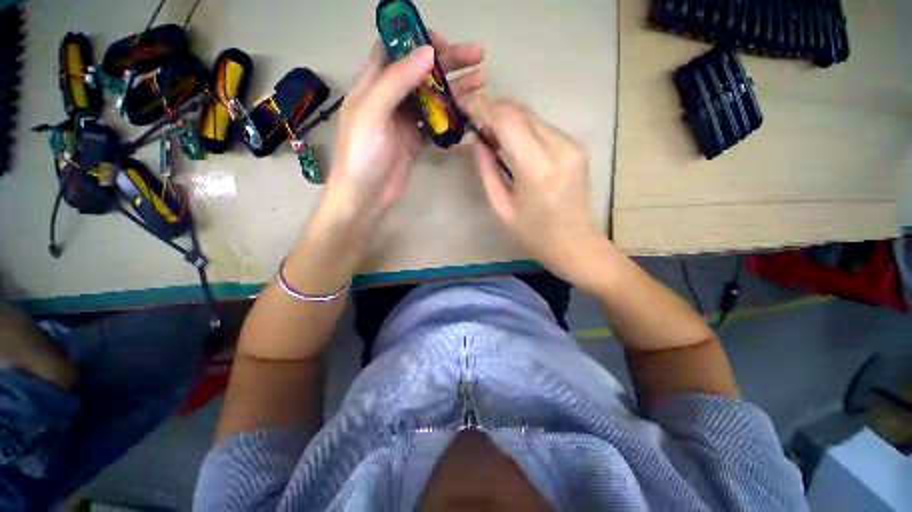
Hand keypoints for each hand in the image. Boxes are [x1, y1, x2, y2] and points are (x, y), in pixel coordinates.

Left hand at [317, 33, 485, 237]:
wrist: (365, 197)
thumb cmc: (362, 156)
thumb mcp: (373, 114)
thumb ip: (396, 81)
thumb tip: (428, 52)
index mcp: (372, 85)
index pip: (393, 50)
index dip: (416, 41)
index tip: (444, 43)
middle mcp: (389, 99)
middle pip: (419, 72)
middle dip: (448, 62)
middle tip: (477, 56)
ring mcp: (404, 122)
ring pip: (431, 97)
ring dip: (454, 88)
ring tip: (480, 80)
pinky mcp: (415, 141)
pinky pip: (435, 123)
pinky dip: (450, 116)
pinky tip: (467, 112)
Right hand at [460, 97, 611, 291]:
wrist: (577, 245)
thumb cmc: (534, 236)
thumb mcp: (502, 209)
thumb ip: (488, 172)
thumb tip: (478, 142)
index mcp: (537, 170)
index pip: (508, 123)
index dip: (484, 109)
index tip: (464, 103)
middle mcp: (559, 149)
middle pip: (522, 113)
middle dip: (494, 108)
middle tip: (473, 114)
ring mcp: (573, 146)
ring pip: (533, 117)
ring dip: (508, 116)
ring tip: (488, 126)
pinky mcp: (577, 148)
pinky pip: (544, 127)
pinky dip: (524, 126)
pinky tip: (511, 137)